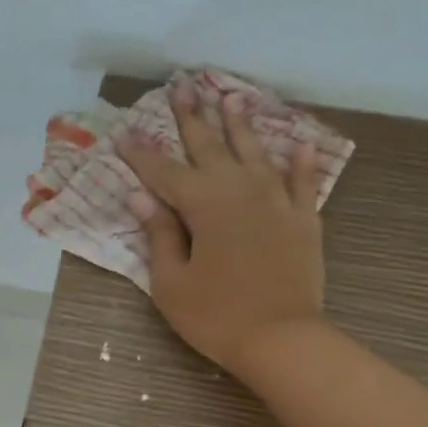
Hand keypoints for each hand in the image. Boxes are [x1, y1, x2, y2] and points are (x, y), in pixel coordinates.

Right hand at [119, 79, 325, 375]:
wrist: (281, 340)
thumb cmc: (216, 317)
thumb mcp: (172, 283)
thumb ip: (159, 235)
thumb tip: (141, 198)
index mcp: (202, 205)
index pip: (164, 173)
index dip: (141, 154)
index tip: (123, 133)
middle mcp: (239, 191)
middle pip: (210, 147)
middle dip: (193, 118)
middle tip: (183, 86)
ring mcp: (276, 203)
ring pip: (256, 154)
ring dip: (242, 125)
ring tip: (232, 97)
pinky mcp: (304, 221)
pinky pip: (303, 184)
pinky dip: (301, 163)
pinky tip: (300, 143)